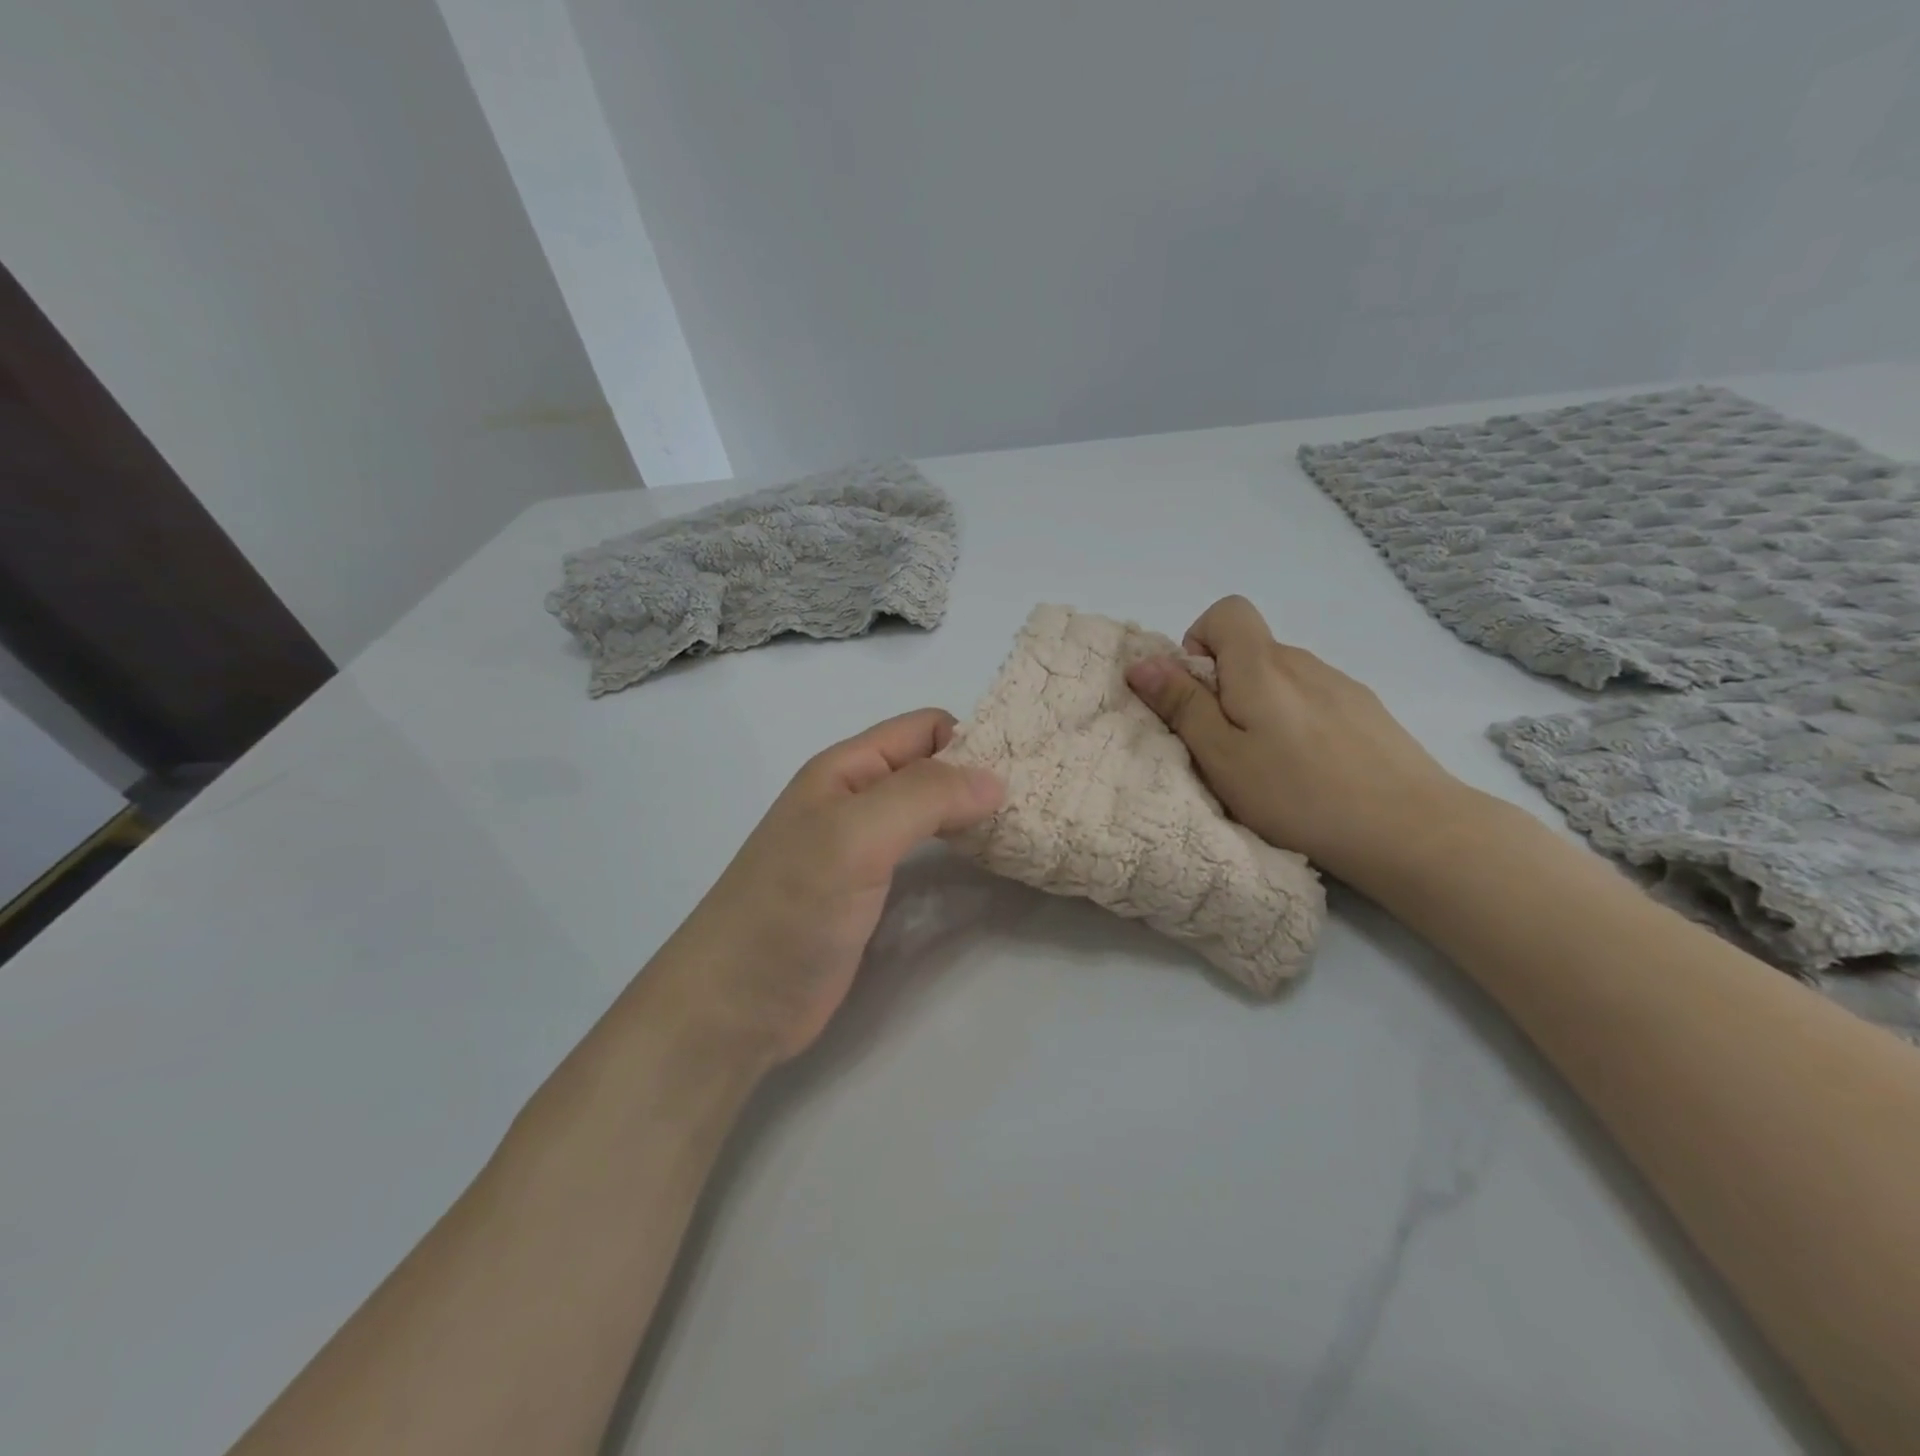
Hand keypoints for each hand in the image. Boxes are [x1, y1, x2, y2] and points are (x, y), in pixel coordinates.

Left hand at [657, 709, 1003, 1063]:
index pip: (925, 729)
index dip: (974, 739)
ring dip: (974, 814)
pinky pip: (926, 855)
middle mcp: (857, 800)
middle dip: (981, 776)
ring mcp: (864, 849)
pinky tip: (989, 863)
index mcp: (847, 769)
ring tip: (1027, 829)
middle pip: (932, 768)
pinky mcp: (873, 893)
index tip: (1029, 769)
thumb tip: (997, 778)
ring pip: (932, 812)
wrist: (735, 1004)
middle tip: (1040, 802)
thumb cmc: (790, 908)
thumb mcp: (855, 836)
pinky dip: (960, 851)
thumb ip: (924, 797)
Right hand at [1125, 595, 1466, 886]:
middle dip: (1224, 688)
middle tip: (1226, 748)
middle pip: (1250, 651)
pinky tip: (1312, 771)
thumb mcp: (1221, 757)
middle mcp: (1303, 661)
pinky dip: (1297, 723)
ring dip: (1262, 709)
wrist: (1411, 830)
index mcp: (1262, 665)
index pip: (1226, 611)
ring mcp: (1342, 685)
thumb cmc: (1298, 794)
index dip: (1199, 642)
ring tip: (1271, 767)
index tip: (1198, 695)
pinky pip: (1314, 700)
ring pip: (1282, 680)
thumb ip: (1182, 705)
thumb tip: (1143, 662)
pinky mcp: (1368, 712)